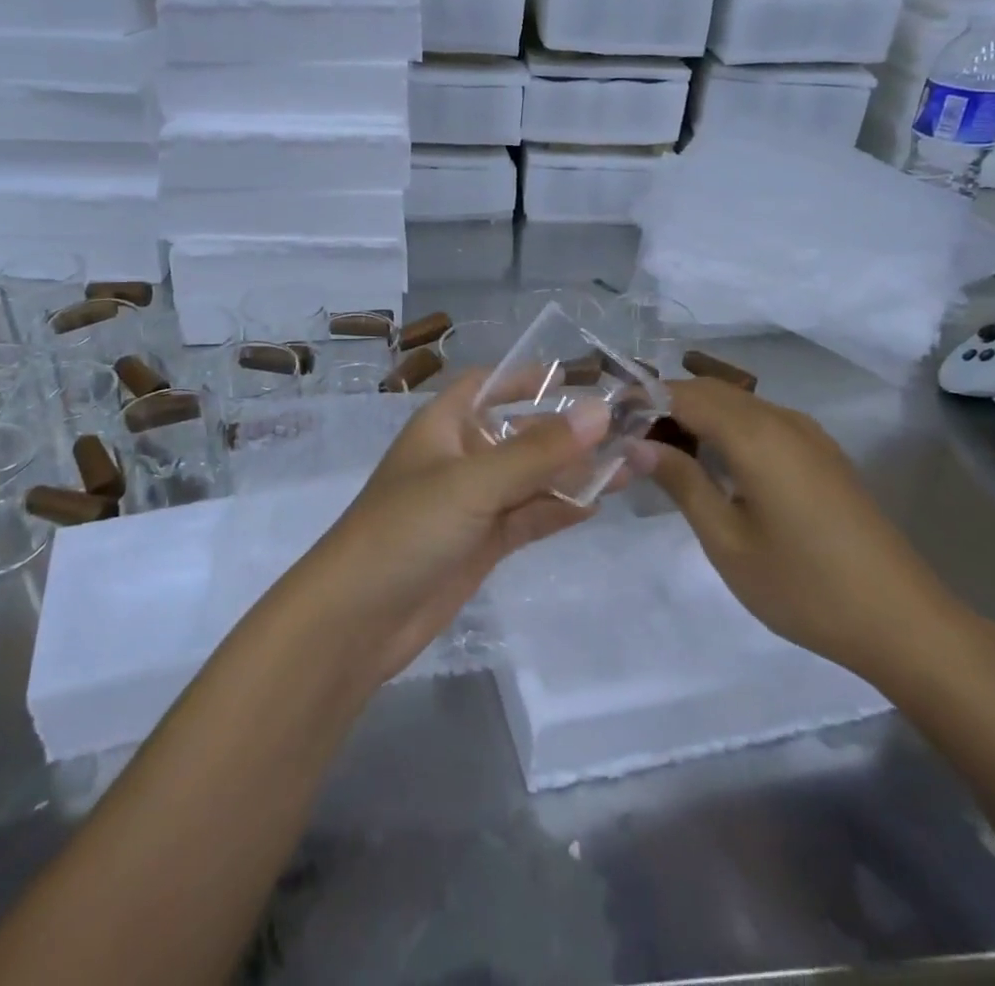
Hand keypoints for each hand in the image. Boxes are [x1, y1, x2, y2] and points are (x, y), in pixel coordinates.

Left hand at [301, 371, 610, 685]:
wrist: (359, 618)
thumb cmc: (407, 528)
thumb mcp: (474, 483)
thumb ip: (538, 450)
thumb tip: (601, 410)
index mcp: (444, 424)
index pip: (487, 384)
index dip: (525, 376)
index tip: (577, 376)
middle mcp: (459, 457)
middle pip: (520, 432)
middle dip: (568, 430)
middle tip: (629, 428)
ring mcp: (472, 503)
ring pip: (532, 478)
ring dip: (575, 472)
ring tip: (636, 464)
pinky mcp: (482, 544)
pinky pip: (529, 516)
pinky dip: (560, 509)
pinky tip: (600, 503)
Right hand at [643, 378, 966, 682]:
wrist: (904, 624)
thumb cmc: (804, 586)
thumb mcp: (727, 540)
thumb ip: (681, 482)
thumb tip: (635, 444)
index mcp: (755, 435)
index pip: (682, 394)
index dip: (641, 399)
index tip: (606, 421)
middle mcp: (782, 419)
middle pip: (709, 391)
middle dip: (664, 404)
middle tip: (627, 438)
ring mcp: (808, 435)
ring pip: (736, 402)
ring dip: (695, 414)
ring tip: (661, 451)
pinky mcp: (822, 454)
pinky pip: (761, 420)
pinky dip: (726, 427)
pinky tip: (713, 463)